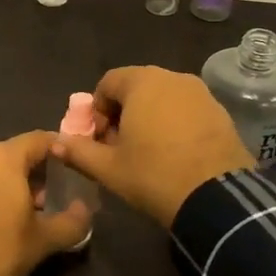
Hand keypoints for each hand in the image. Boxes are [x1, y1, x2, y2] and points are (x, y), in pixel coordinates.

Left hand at [0, 132, 93, 275]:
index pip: (39, 139)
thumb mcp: (44, 240)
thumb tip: (84, 211)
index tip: (70, 166)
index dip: (58, 150)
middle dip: (31, 170)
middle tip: (47, 197)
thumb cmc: (0, 252)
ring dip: (5, 181)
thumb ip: (72, 221)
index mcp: (3, 157)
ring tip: (18, 210)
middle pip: (11, 153)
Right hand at [51, 66, 254, 227]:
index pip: (108, 83)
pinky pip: (186, 109)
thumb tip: (55, 144)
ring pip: (163, 98)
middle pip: (136, 87)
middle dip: (122, 113)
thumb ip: (78, 152)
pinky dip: (174, 123)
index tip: (99, 139)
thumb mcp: (108, 168)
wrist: (217, 197)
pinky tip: (174, 153)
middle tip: (119, 146)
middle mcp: (173, 78)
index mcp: (142, 83)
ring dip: (148, 118)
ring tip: (147, 151)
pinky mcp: (220, 111)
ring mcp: (201, 93)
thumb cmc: (154, 175)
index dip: (97, 110)